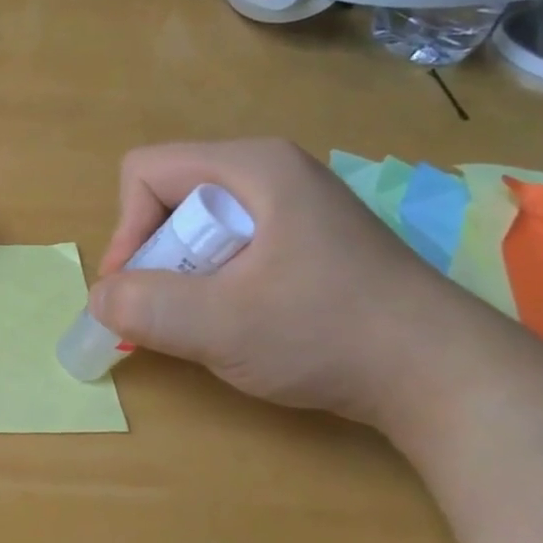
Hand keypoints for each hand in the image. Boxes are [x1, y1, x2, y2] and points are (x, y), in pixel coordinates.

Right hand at [91, 138, 489, 428]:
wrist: (443, 375)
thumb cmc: (328, 333)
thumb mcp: (222, 324)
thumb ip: (144, 307)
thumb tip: (99, 300)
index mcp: (252, 167)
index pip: (145, 172)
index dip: (126, 230)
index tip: (136, 291)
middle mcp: (270, 174)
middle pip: (168, 198)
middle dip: (155, 258)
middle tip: (170, 312)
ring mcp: (291, 208)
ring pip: (196, 229)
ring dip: (182, 278)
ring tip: (206, 322)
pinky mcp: (303, 243)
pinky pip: (228, 250)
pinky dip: (212, 286)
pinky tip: (238, 323)